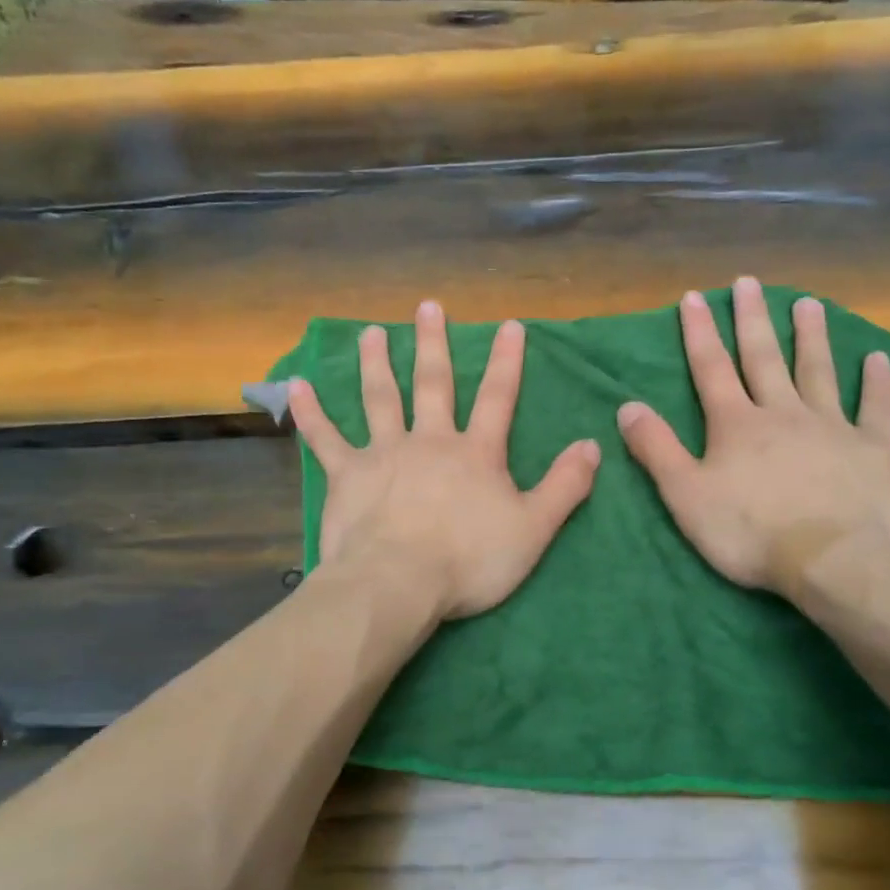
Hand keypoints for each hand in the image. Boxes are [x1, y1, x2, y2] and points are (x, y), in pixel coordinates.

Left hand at [287, 300, 601, 620]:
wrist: (399, 582)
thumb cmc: (470, 560)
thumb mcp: (533, 529)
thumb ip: (565, 486)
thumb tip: (593, 445)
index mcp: (476, 453)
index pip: (497, 398)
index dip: (506, 362)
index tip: (509, 325)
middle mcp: (430, 441)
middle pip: (433, 384)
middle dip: (434, 344)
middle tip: (428, 306)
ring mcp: (384, 453)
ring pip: (380, 398)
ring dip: (376, 363)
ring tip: (372, 332)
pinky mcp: (346, 475)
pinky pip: (324, 438)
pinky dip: (311, 412)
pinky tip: (297, 385)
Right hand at [617, 277, 889, 593]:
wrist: (833, 560)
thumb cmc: (749, 531)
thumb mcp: (686, 495)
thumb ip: (656, 449)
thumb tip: (627, 406)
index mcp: (736, 424)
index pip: (711, 369)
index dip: (699, 332)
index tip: (694, 297)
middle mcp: (783, 413)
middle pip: (764, 358)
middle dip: (753, 319)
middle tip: (749, 282)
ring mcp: (831, 427)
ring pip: (818, 372)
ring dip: (811, 337)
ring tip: (808, 304)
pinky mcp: (872, 450)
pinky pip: (875, 408)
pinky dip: (877, 382)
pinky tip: (877, 358)